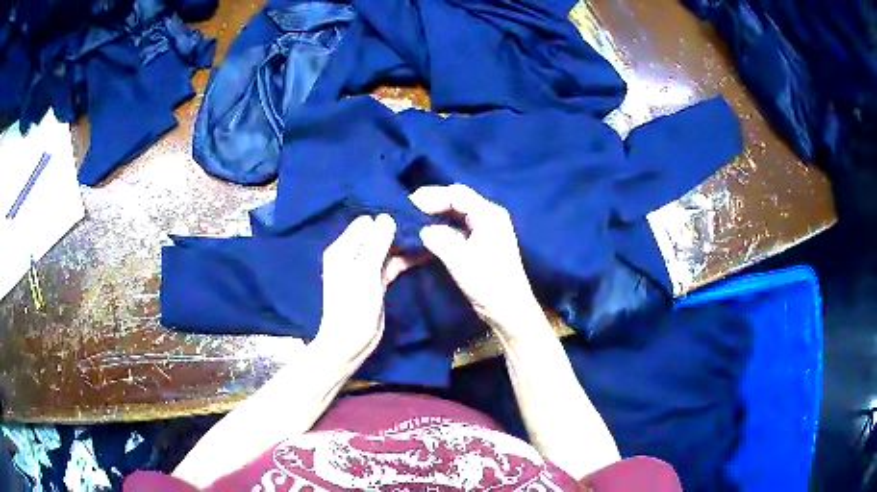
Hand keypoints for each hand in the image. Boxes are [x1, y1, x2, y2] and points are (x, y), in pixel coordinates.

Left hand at [312, 214, 412, 361]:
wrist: (350, 343)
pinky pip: (392, 265)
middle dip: (397, 232)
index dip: (385, 221)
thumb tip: (387, 216)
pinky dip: (405, 260)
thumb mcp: (365, 273)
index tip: (408, 220)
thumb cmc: (353, 307)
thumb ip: (376, 244)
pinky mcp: (376, 282)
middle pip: (377, 235)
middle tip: (423, 228)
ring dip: (404, 246)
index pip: (365, 223)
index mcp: (342, 249)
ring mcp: (365, 269)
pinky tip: (424, 255)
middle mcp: (352, 255)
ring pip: (387, 250)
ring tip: (429, 238)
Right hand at [409, 184, 548, 337]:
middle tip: (410, 208)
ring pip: (458, 213)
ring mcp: (487, 229)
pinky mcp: (483, 243)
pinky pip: (460, 227)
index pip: (457, 195)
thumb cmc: (488, 283)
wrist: (509, 309)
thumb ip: (440, 240)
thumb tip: (423, 230)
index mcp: (489, 215)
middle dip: (434, 201)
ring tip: (415, 218)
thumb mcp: (460, 260)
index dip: (432, 196)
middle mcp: (490, 216)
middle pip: (458, 200)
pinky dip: (444, 227)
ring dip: (438, 214)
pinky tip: (430, 233)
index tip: (410, 203)